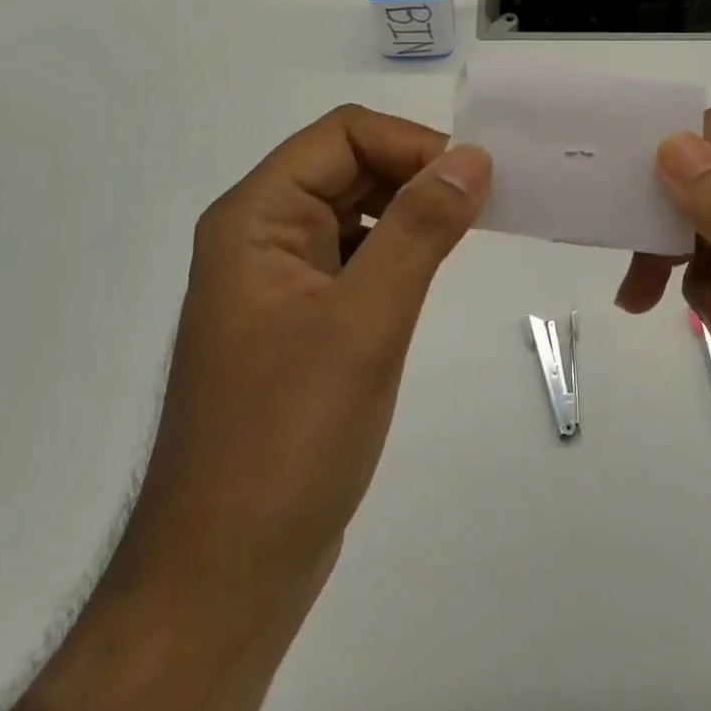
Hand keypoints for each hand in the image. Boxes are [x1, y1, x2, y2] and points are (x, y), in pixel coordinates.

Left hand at [0, 108, 492, 710]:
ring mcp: (279, 282)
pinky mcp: (301, 322)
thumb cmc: (287, 440)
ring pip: (356, 211)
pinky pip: (356, 258)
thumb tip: (471, 157)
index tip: (474, 181)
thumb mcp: (364, 322)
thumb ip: (420, 229)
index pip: (341, 134)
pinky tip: (431, 275)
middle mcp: (261, 236)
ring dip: (412, 211)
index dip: (410, 144)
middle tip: (484, 208)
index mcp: (255, 218)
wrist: (225, 576)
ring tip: (468, 236)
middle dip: (415, 174)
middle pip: (347, 165)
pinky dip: (399, 252)